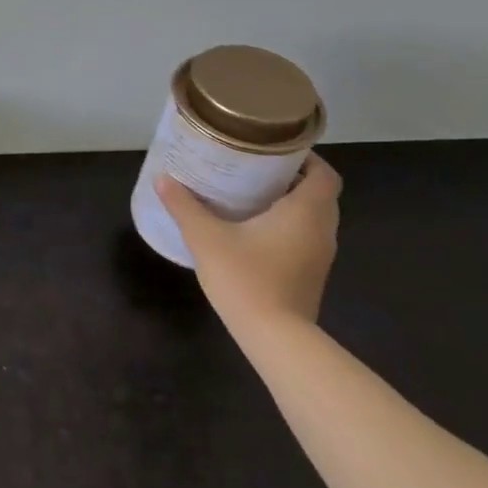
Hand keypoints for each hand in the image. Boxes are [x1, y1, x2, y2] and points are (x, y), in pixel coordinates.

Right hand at [154, 155, 342, 332]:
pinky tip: (254, 228)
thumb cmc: (247, 277)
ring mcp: (320, 256)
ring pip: (313, 217)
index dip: (306, 158)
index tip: (274, 149)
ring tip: (251, 193)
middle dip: (292, 177)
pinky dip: (288, 225)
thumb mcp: (206, 237)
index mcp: (306, 211)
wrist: (275, 338)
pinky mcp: (311, 274)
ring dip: (290, 202)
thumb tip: (162, 179)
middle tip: (255, 167)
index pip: (324, 174)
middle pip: (319, 193)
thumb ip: (184, 206)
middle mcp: (321, 230)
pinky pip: (305, 236)